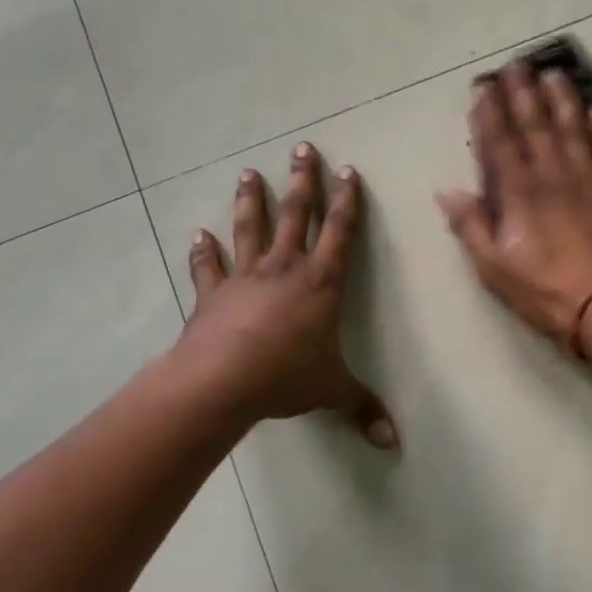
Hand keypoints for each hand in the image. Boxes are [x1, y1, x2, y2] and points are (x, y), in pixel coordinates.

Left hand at [176, 144, 397, 447]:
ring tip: (248, 173)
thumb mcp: (333, 391)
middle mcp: (286, 269)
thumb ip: (363, 409)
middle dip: (303, 181)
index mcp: (321, 283)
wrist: (224, 380)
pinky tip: (197, 235)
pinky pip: (208, 268)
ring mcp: (246, 277)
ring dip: (251, 200)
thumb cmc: (287, 376)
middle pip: (296, 215)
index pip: (340, 233)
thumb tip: (394, 444)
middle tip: (302, 148)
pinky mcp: (213, 294)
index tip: (348, 170)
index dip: (347, 201)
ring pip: (251, 229)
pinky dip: (202, 252)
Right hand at [438, 62, 591, 351]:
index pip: (500, 143)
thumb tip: (447, 190)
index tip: (484, 88)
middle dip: (523, 94)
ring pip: (575, 129)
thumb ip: (472, 225)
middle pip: (536, 126)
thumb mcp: (494, 267)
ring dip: (563, 100)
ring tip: (554, 74)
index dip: (490, 114)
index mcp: (520, 192)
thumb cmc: (546, 291)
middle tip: (516, 65)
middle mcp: (555, 174)